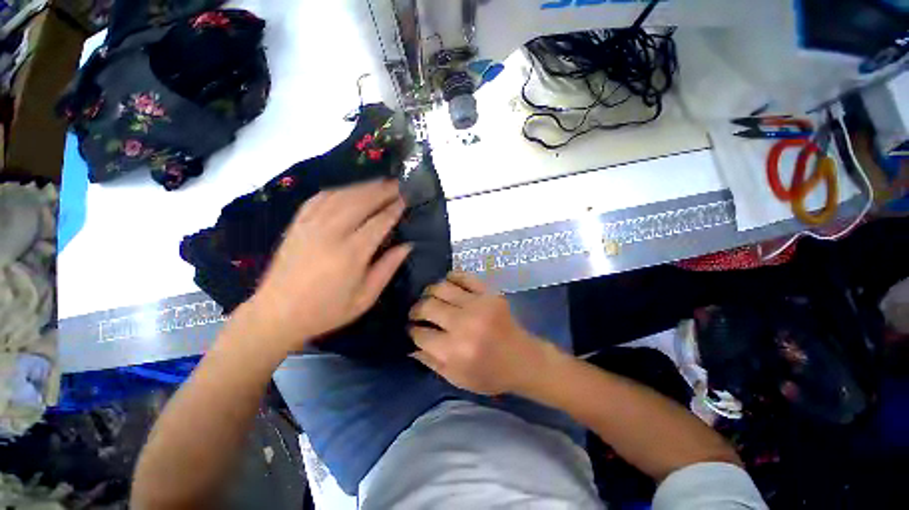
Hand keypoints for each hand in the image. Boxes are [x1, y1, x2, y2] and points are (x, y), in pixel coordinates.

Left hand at [239, 179, 410, 353]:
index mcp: (351, 253)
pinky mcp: (297, 224)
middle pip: (361, 202)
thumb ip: (388, 268)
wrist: (277, 314)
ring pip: (341, 196)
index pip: (379, 222)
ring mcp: (311, 226)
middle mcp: (331, 233)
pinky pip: (319, 199)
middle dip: (381, 191)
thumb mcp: (365, 298)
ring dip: (363, 187)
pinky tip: (348, 190)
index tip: (406, 200)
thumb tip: (407, 246)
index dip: (394, 209)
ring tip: (379, 183)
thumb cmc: (327, 310)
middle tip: (397, 185)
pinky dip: (337, 191)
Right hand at [408, 272, 553, 395]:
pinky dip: (451, 278)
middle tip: (416, 313)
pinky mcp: (489, 293)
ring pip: (442, 288)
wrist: (523, 359)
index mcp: (455, 351)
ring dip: (429, 292)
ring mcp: (478, 304)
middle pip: (427, 306)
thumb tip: (410, 346)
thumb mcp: (457, 379)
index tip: (412, 329)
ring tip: (429, 298)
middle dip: (416, 310)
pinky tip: (447, 285)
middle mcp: (464, 324)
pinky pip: (464, 277)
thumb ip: (431, 362)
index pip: (421, 334)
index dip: (412, 331)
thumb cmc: (490, 375)